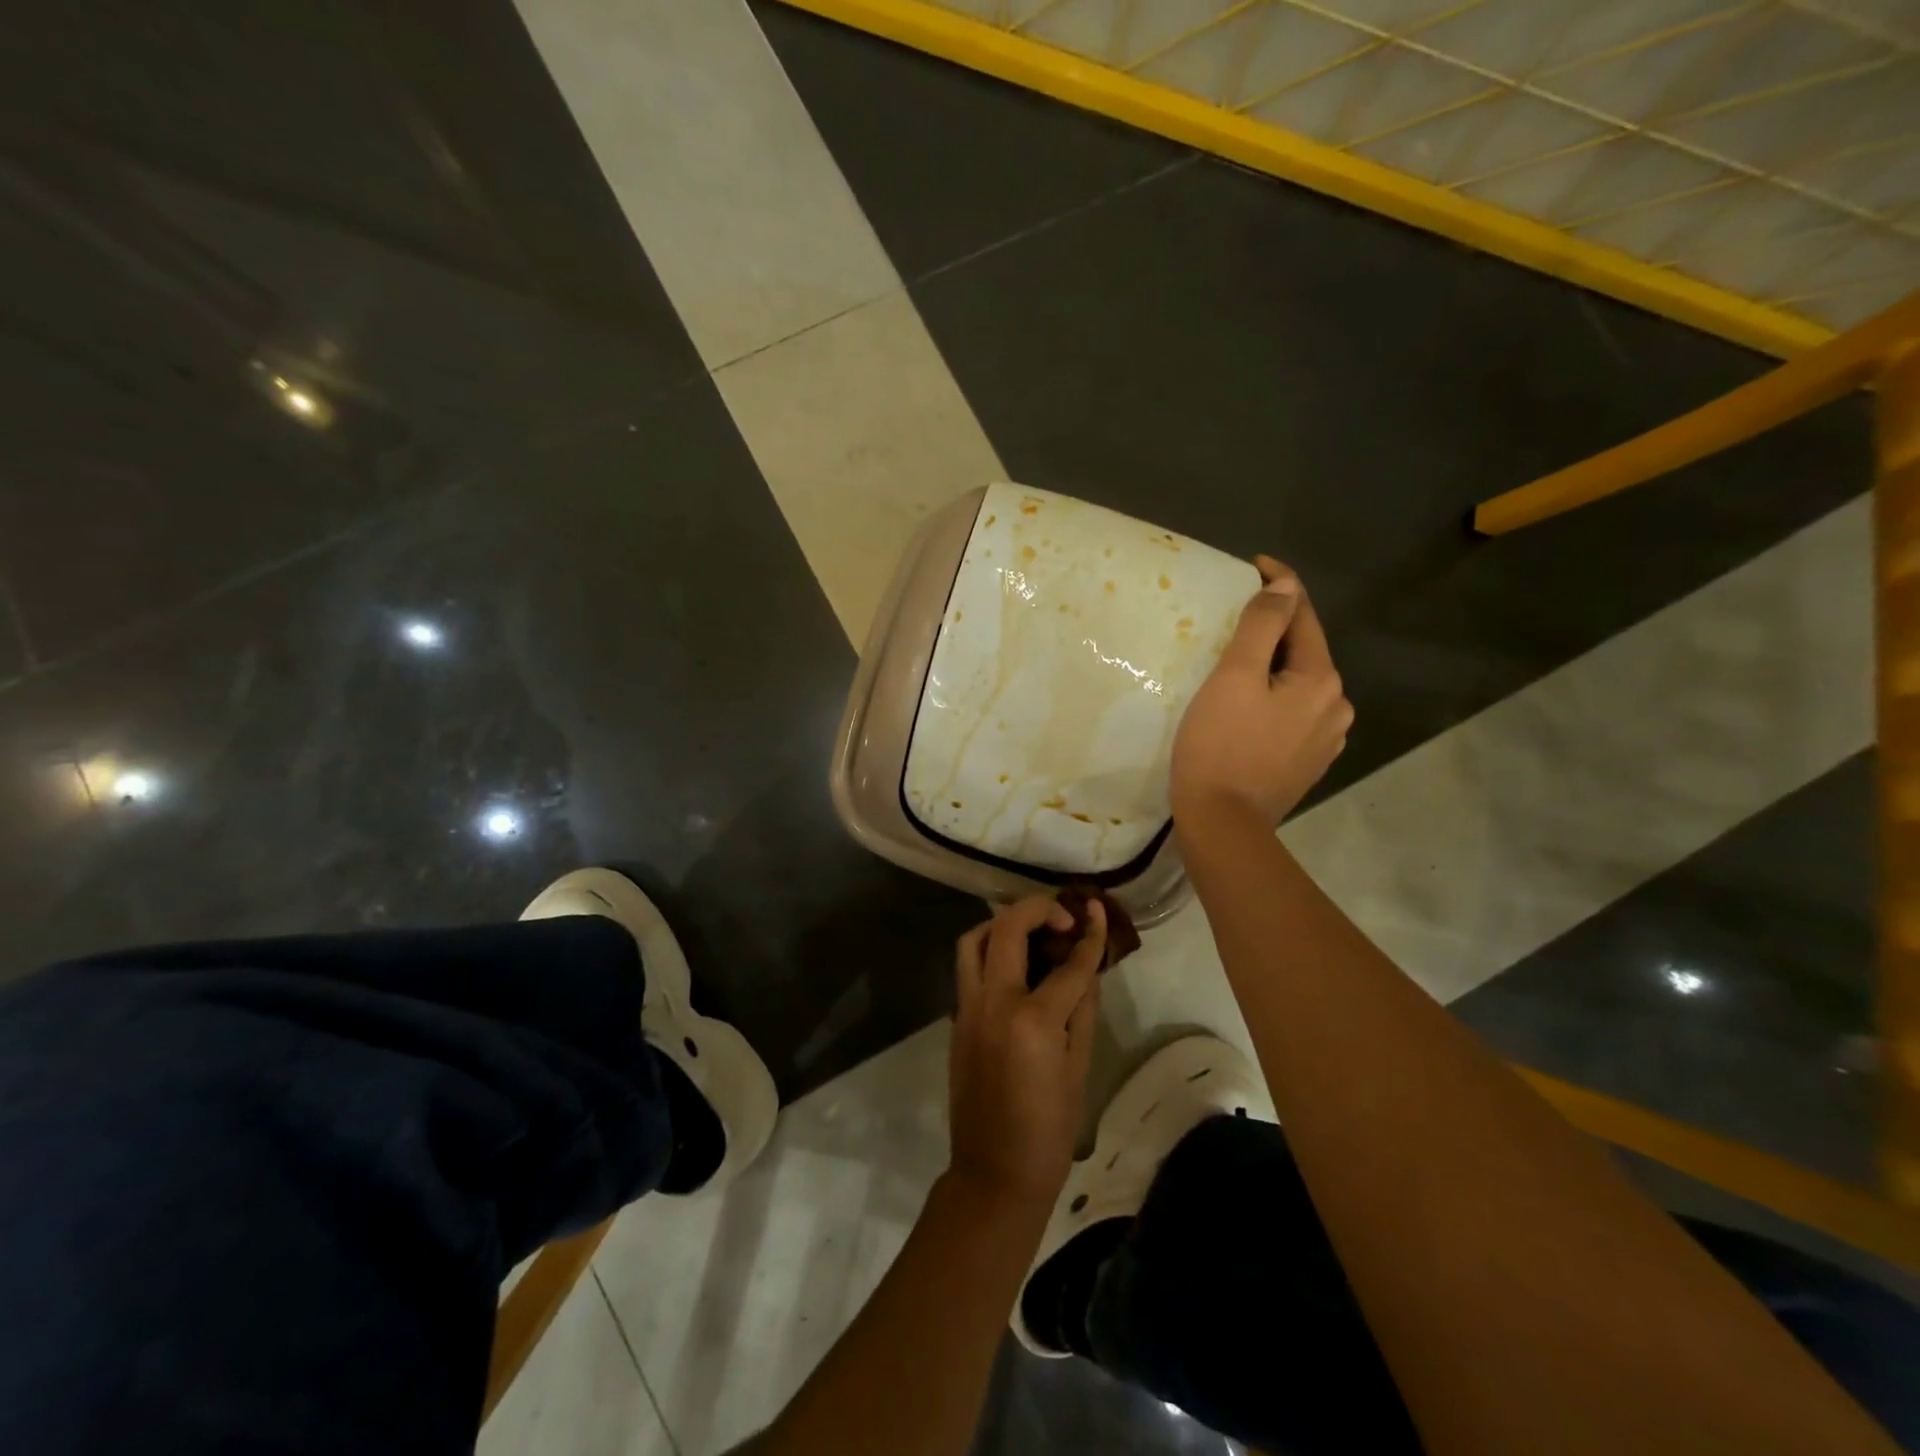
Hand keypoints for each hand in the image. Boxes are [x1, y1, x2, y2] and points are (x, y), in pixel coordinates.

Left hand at [947, 894, 1105, 1206]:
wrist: (994, 1172)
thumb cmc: (1049, 1129)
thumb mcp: (1079, 1067)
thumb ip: (1083, 1007)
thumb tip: (1087, 965)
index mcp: (1033, 1020)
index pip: (1068, 963)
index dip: (1089, 934)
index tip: (1097, 911)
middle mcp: (994, 1002)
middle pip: (1008, 928)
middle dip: (1038, 909)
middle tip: (1063, 918)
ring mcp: (967, 1007)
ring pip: (973, 939)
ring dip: (1002, 923)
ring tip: (1032, 933)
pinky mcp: (956, 1018)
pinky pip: (968, 967)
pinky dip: (989, 951)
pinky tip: (1015, 966)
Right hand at [1171, 555, 1351, 828]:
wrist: (1223, 823)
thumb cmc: (1220, 745)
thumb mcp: (1234, 677)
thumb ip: (1263, 626)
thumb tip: (1286, 586)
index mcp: (1321, 680)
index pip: (1304, 616)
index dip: (1280, 586)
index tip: (1253, 565)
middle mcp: (1336, 707)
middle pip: (1304, 652)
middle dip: (1275, 630)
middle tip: (1233, 620)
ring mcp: (1325, 739)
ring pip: (1298, 685)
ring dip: (1274, 668)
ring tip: (1237, 667)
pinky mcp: (1307, 763)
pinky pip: (1293, 715)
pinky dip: (1273, 700)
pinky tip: (1248, 708)